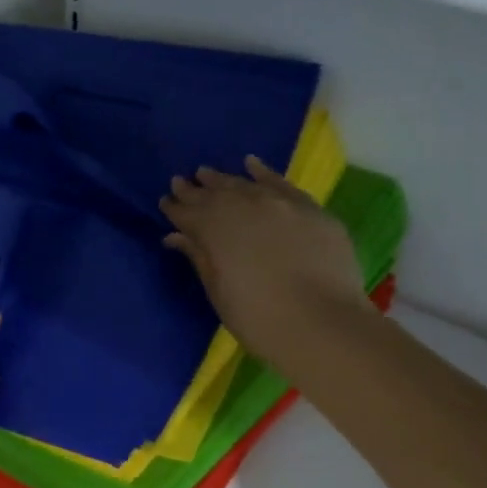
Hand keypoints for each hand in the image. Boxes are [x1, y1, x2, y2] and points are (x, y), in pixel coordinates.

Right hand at [160, 157, 367, 367]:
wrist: (321, 323)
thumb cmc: (257, 317)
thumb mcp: (218, 290)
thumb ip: (199, 257)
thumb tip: (177, 236)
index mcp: (214, 229)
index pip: (187, 213)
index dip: (175, 208)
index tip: (165, 201)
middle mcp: (244, 207)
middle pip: (214, 194)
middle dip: (195, 189)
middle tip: (180, 181)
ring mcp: (280, 204)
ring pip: (244, 185)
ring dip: (223, 179)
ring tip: (206, 172)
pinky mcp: (309, 209)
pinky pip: (281, 184)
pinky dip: (264, 173)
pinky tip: (251, 164)